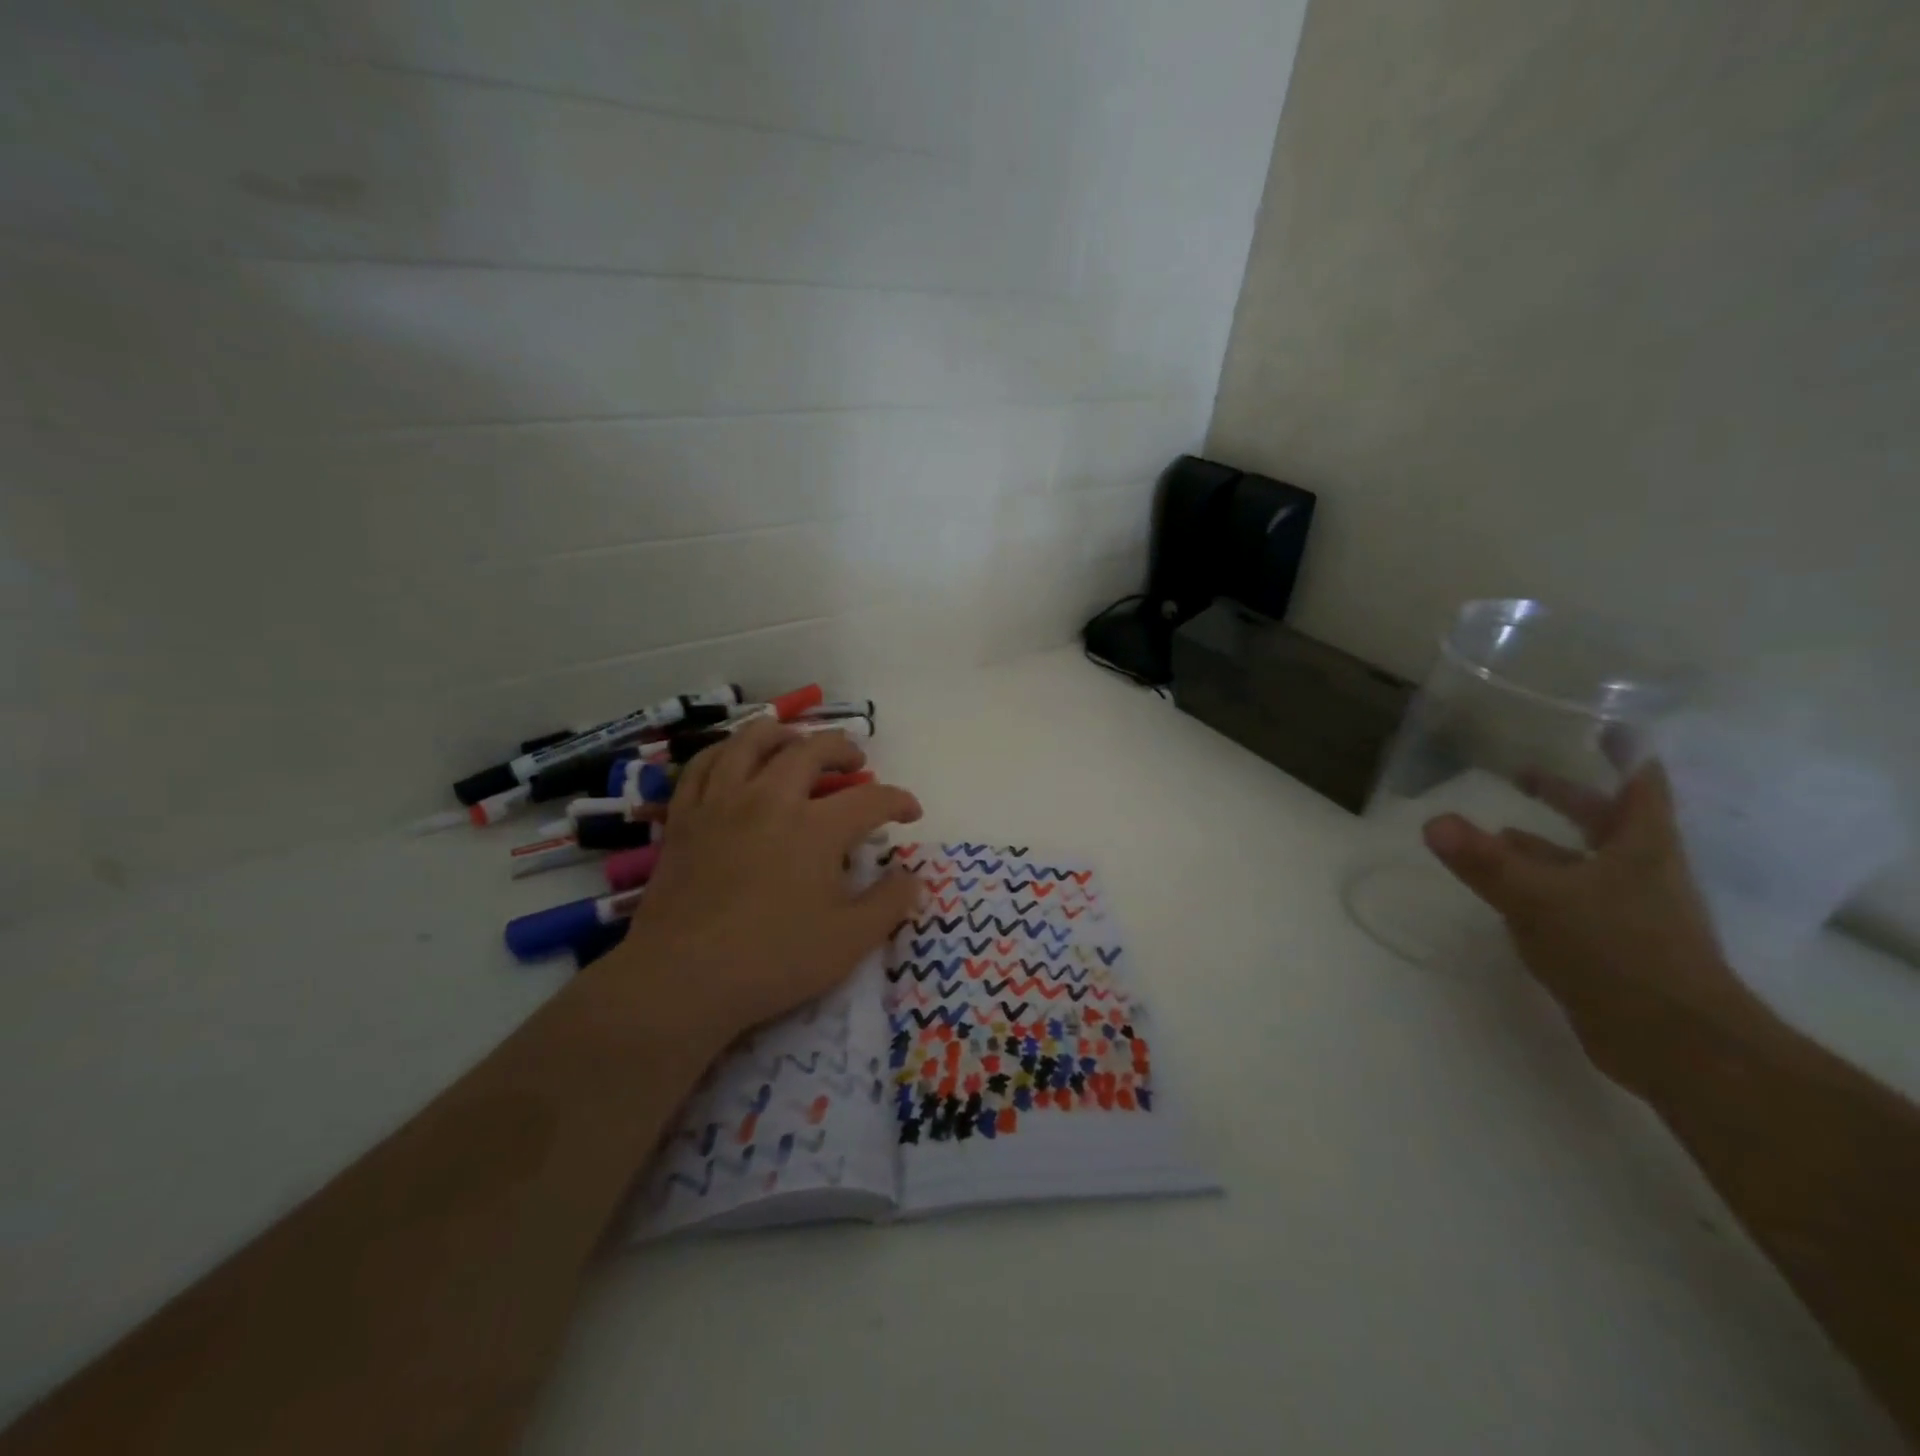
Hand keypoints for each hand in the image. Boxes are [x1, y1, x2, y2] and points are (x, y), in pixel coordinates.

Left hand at [604, 720, 922, 1047]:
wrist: (683, 978)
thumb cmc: (773, 960)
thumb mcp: (849, 941)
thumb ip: (889, 904)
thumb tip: (915, 879)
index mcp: (817, 828)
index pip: (871, 799)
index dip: (898, 801)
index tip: (911, 812)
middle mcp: (771, 799)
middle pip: (812, 751)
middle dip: (843, 750)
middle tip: (856, 764)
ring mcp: (722, 802)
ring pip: (753, 742)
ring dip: (784, 734)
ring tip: (797, 742)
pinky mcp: (685, 816)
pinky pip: (704, 764)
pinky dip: (726, 751)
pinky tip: (736, 758)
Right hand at [1422, 763, 1753, 1090]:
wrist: (1676, 1044)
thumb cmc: (1617, 952)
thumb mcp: (1539, 900)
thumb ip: (1484, 861)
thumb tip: (1432, 821)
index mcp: (1640, 847)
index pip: (1639, 784)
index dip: (1623, 752)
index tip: (1600, 727)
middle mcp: (1640, 872)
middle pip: (1605, 821)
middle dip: (1565, 797)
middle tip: (1522, 774)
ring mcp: (1630, 912)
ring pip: (1583, 864)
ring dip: (1545, 847)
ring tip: (1498, 834)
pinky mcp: (1614, 947)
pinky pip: (1571, 902)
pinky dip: (1540, 888)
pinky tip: (1507, 895)